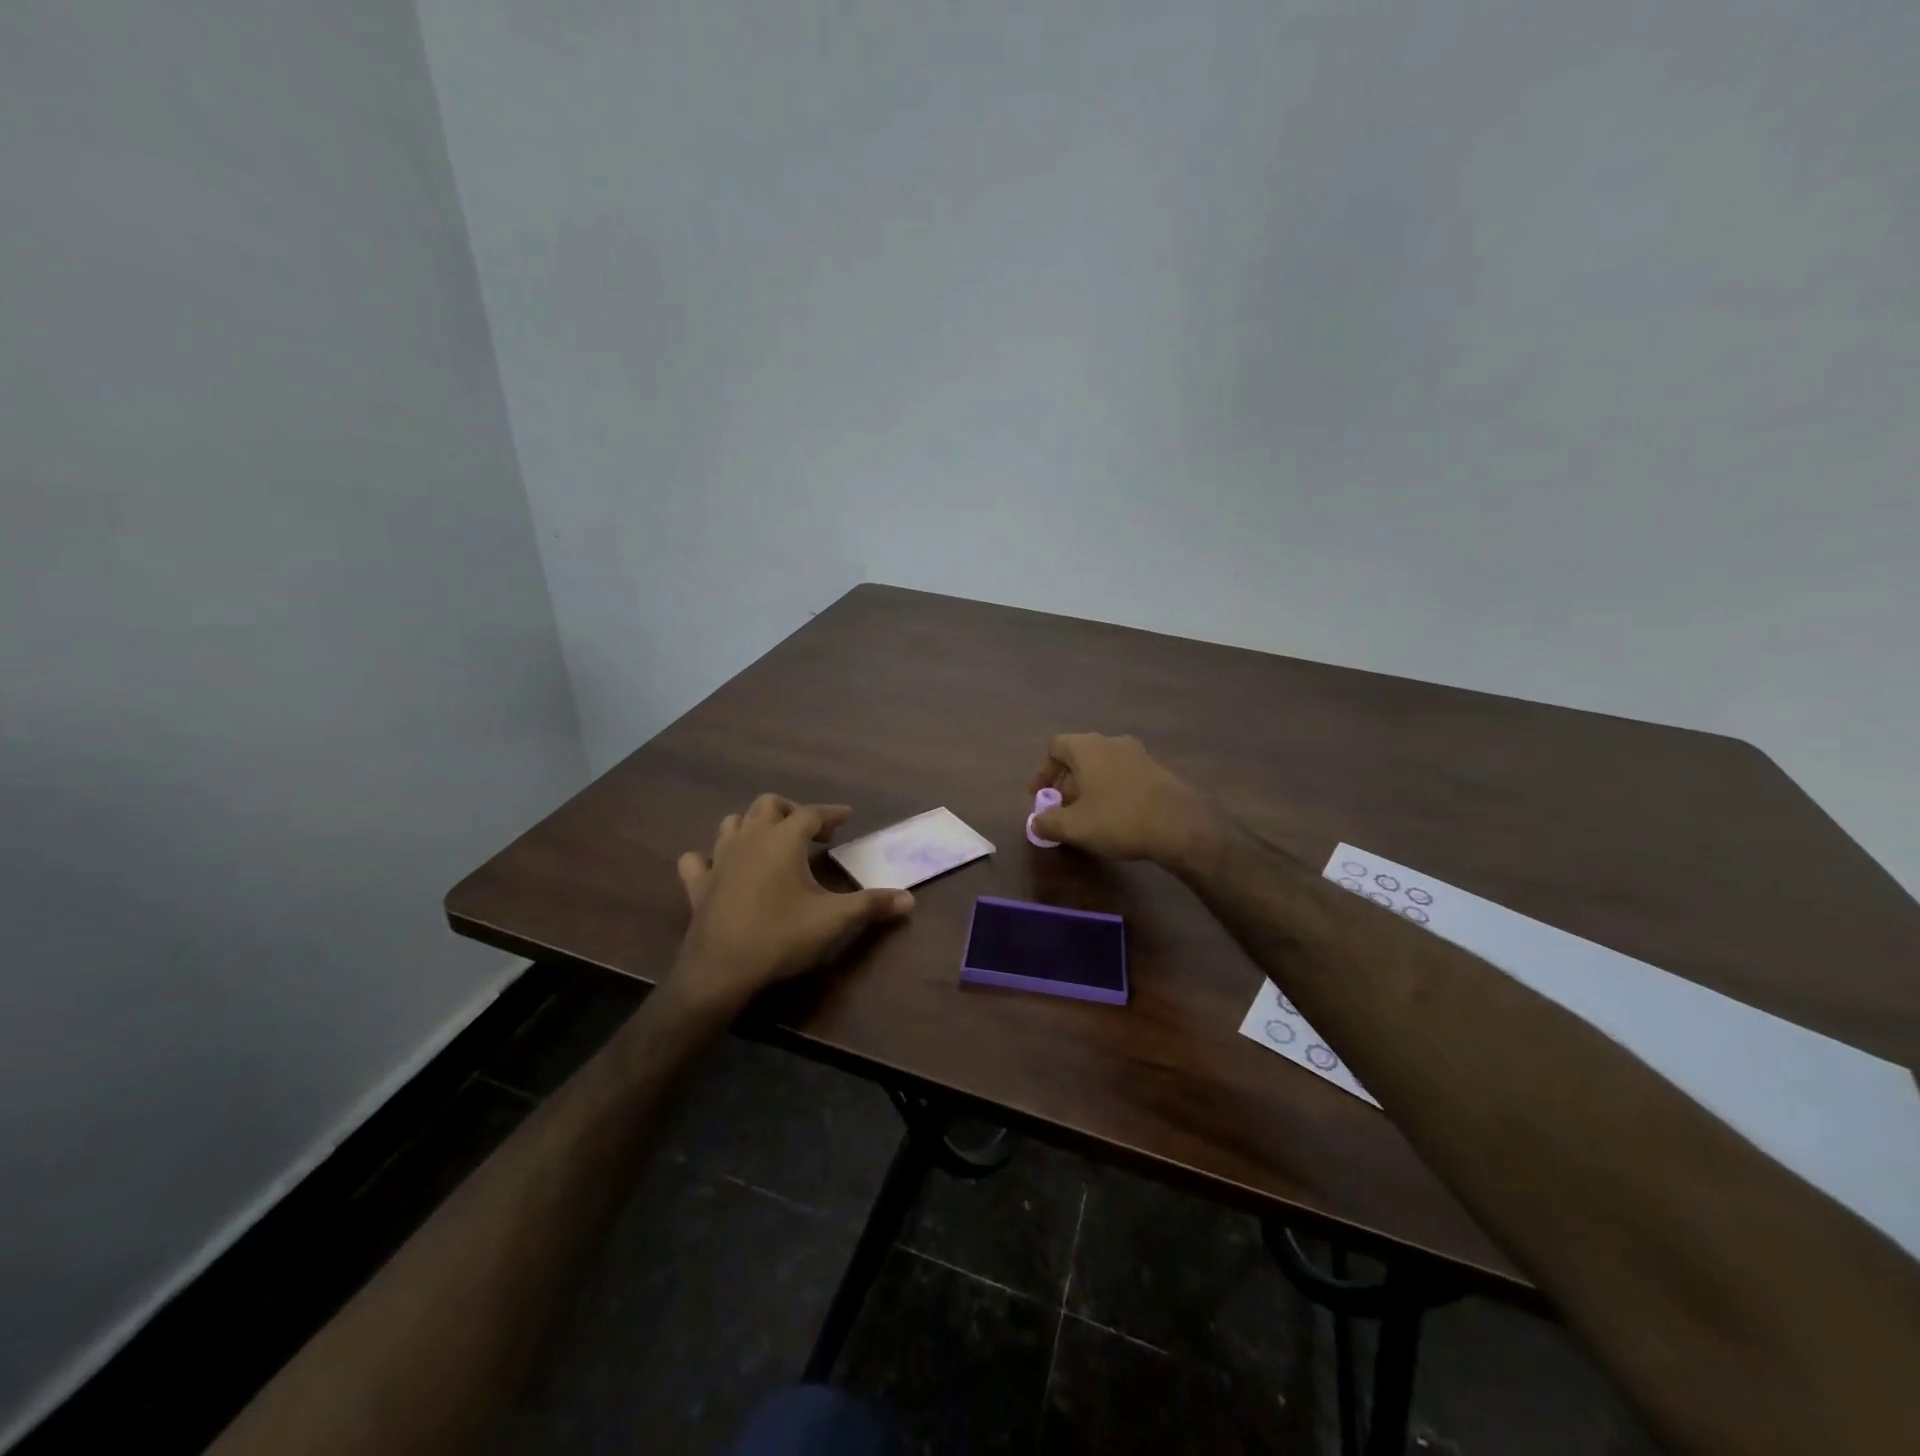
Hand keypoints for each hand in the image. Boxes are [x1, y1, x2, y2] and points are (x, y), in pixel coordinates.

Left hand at [671, 794, 913, 1014]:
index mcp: (783, 839)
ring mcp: (718, 859)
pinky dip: (711, 857)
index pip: (812, 812)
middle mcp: (749, 839)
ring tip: (771, 844)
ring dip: (753, 826)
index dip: (832, 813)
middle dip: (792, 811)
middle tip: (812, 833)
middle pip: (768, 805)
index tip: (847, 817)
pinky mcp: (697, 884)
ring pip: (732, 823)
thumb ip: (872, 905)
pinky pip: (698, 859)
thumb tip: (909, 899)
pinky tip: (723, 869)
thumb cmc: (781, 936)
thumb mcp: (834, 920)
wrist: (720, 970)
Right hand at [1027, 733, 1218, 869]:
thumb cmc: (1118, 819)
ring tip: (1086, 815)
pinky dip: (1110, 789)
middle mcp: (1112, 742)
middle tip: (1060, 809)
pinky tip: (1113, 816)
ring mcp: (1138, 754)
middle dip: (1065, 782)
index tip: (1039, 796)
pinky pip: (1122, 774)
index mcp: (1088, 748)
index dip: (1042, 771)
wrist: (1180, 826)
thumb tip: (1036, 822)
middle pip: (1079, 755)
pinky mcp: (1156, 770)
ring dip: (1088, 786)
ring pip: (1102, 765)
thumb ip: (1047, 822)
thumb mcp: (1074, 827)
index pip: (1055, 746)